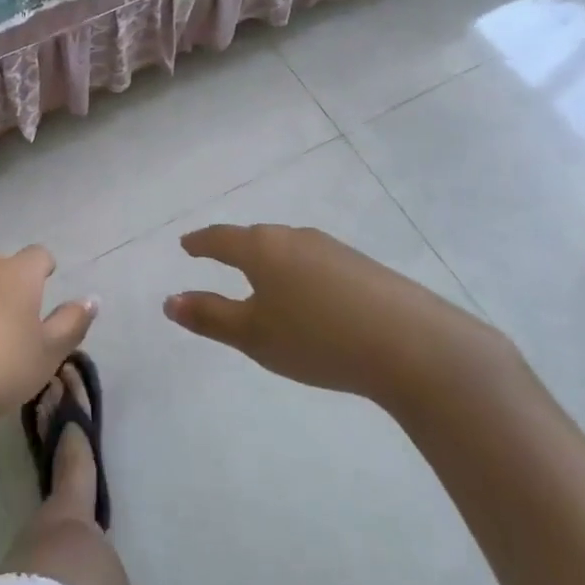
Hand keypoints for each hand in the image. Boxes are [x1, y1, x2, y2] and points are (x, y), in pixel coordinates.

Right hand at [166, 224, 502, 408]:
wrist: (415, 346)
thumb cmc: (318, 338)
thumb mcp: (254, 335)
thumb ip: (209, 317)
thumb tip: (169, 301)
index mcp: (261, 248)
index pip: (220, 238)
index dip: (200, 243)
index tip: (186, 245)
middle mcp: (294, 238)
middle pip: (255, 239)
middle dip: (235, 249)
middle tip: (219, 260)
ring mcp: (333, 249)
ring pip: (288, 250)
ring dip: (270, 262)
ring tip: (263, 283)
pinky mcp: (363, 266)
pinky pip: (315, 263)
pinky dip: (299, 274)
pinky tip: (310, 299)